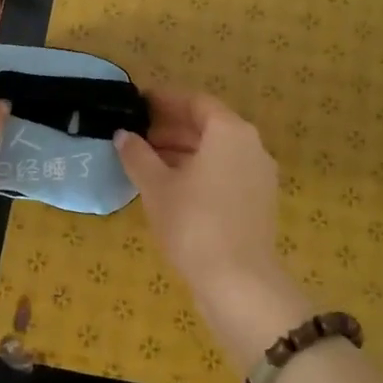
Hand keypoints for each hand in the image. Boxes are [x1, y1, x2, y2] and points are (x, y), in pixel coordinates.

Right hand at [115, 90, 310, 368]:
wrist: (238, 282)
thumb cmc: (193, 223)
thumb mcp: (156, 186)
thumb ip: (138, 155)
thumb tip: (123, 135)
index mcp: (230, 132)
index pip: (195, 103)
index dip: (165, 101)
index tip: (138, 104)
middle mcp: (251, 146)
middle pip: (208, 126)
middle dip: (172, 128)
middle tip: (137, 134)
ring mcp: (259, 175)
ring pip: (217, 152)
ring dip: (183, 151)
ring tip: (147, 161)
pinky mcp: (259, 202)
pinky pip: (226, 173)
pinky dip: (199, 171)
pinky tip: (171, 187)